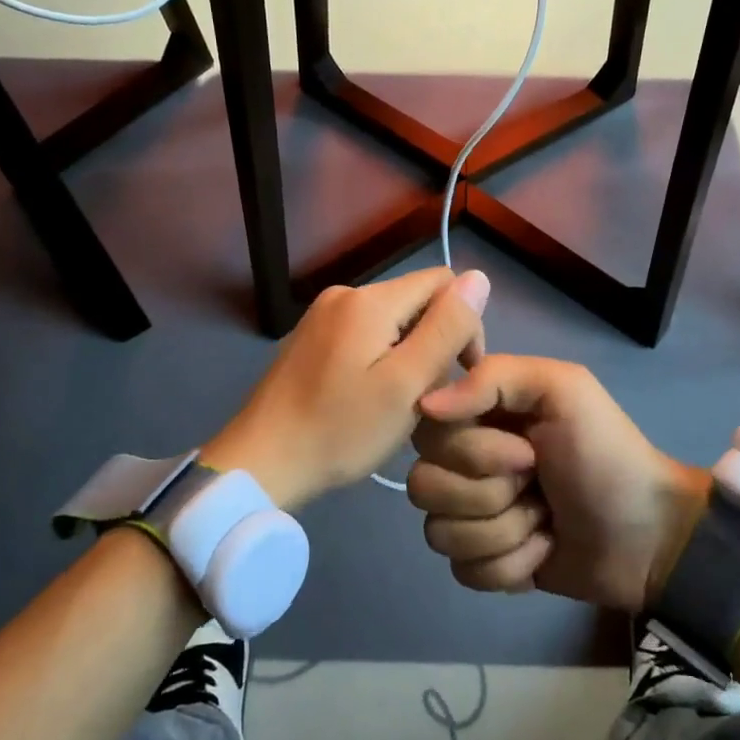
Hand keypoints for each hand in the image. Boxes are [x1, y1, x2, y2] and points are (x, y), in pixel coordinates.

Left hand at [202, 267, 489, 511]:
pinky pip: (364, 333)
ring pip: (392, 319)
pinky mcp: (311, 337)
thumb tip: (478, 276)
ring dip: (409, 352)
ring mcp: (323, 314)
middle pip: (416, 300)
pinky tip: (370, 396)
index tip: (460, 374)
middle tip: (428, 396)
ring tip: (399, 401)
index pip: (443, 283)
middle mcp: (345, 293)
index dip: (464, 323)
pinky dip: (380, 357)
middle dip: (434, 341)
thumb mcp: (407, 383)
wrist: (261, 462)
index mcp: (370, 299)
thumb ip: (446, 328)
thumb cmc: (341, 429)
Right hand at [407, 356, 709, 612]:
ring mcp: (472, 516)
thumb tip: (424, 405)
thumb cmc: (606, 454)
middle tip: (539, 486)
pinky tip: (543, 550)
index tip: (525, 450)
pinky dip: (511, 565)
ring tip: (545, 521)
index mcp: (479, 416)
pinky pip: (464, 571)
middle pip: (424, 486)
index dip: (473, 451)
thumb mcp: (562, 389)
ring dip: (505, 531)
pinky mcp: (484, 562)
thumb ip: (492, 378)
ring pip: (440, 534)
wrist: (648, 536)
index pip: (427, 432)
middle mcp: (464, 463)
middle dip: (492, 494)